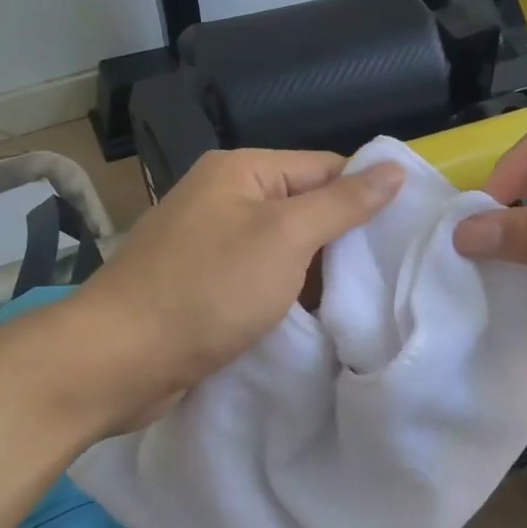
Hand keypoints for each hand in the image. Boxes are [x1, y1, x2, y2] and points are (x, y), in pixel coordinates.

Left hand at [61, 149, 402, 430]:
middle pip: (304, 208)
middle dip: (344, 240)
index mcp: (241, 170)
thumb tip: (394, 170)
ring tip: (365, 300)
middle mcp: (223, 198)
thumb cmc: (207, 290)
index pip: (325, 167)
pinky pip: (260, 280)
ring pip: (284, 250)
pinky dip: (287, 295)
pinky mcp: (203, 286)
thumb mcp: (286, 238)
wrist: (119, 360)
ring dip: (317, 273)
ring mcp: (209, 244)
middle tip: (391, 274)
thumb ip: (342, 204)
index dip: (367, 195)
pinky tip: (316, 318)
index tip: (407, 233)